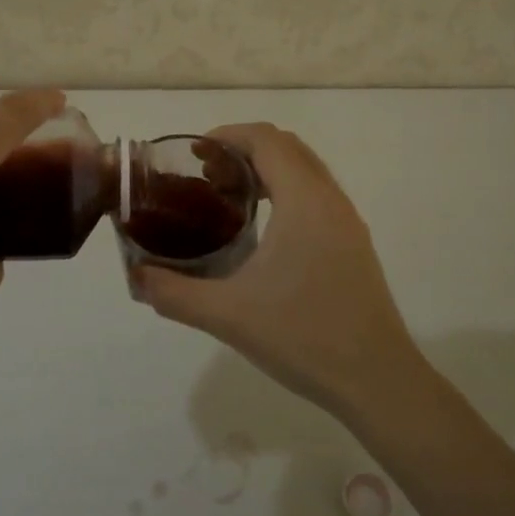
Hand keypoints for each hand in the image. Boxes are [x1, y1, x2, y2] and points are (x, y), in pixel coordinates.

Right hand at [132, 123, 423, 417]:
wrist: (378, 380)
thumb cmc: (304, 337)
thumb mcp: (228, 316)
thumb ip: (175, 292)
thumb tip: (136, 276)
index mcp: (304, 200)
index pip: (266, 140)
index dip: (228, 135)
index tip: (194, 152)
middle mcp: (330, 199)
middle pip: (286, 146)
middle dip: (244, 148)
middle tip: (206, 173)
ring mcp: (347, 220)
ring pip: (305, 168)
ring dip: (267, 167)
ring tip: (229, 194)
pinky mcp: (353, 242)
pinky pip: (317, 192)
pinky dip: (286, 188)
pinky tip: (264, 228)